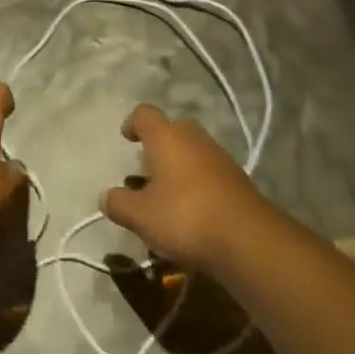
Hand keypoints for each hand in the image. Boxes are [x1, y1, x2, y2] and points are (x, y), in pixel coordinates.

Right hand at [101, 103, 266, 273]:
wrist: (248, 239)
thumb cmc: (185, 217)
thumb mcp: (141, 216)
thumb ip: (119, 203)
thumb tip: (106, 196)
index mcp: (166, 136)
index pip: (144, 113)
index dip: (132, 123)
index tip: (127, 139)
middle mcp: (192, 137)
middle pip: (170, 131)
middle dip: (157, 149)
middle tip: (146, 174)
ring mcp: (219, 156)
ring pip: (191, 153)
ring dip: (178, 169)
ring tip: (167, 200)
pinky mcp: (237, 179)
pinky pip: (209, 173)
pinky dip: (197, 185)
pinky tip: (192, 215)